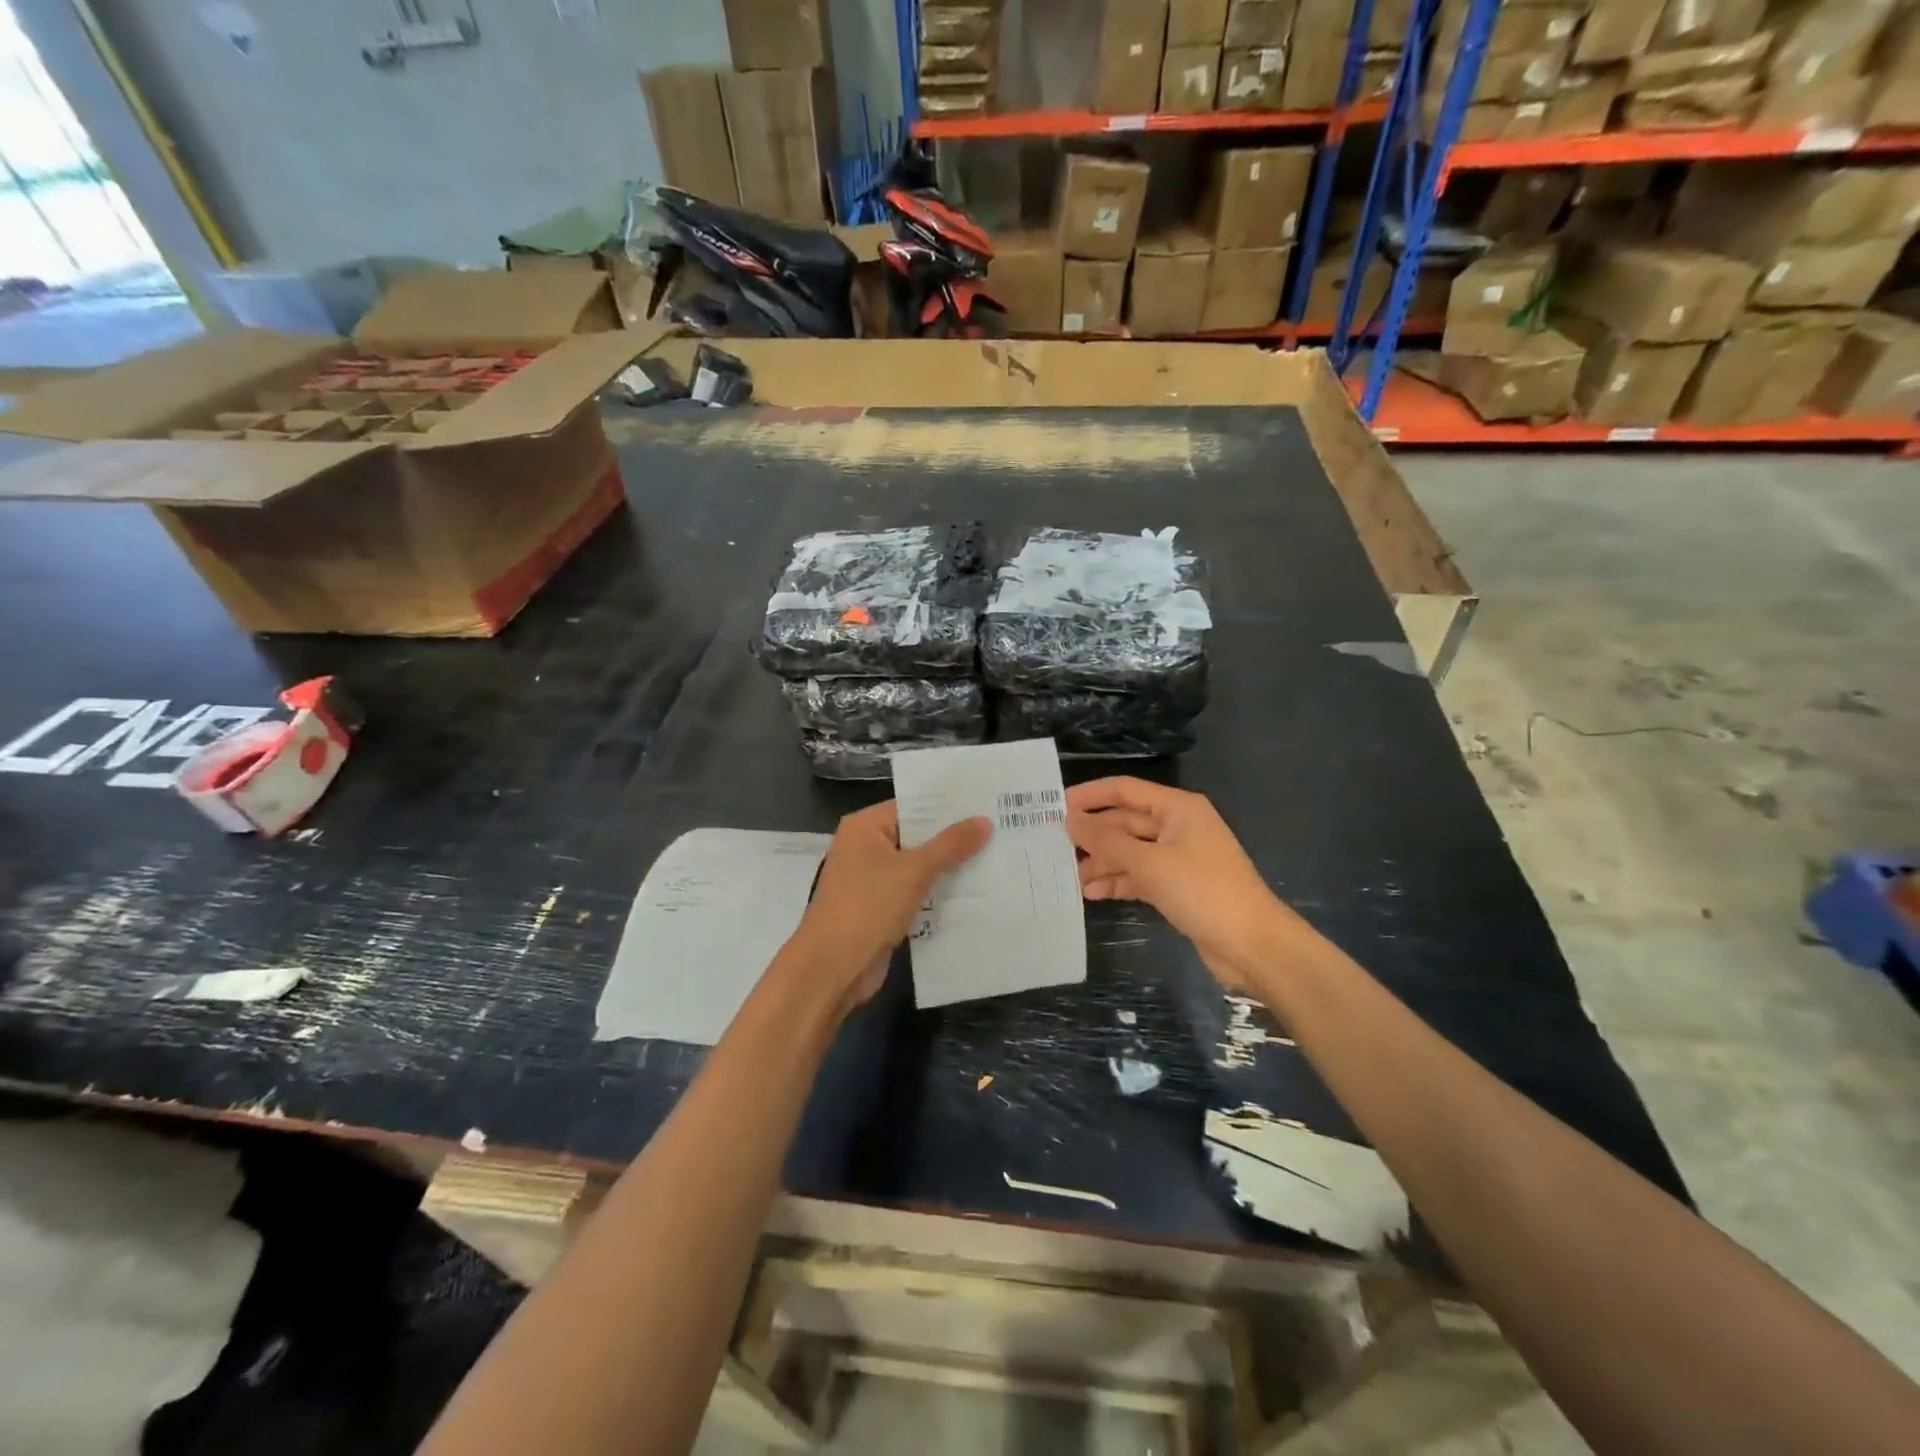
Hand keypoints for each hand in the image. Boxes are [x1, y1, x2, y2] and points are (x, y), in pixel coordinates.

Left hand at [787, 801, 990, 1014]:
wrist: (831, 969)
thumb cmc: (867, 907)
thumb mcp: (913, 872)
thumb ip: (950, 845)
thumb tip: (984, 820)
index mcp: (864, 827)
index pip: (912, 807)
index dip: (948, 806)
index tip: (986, 803)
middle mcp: (865, 848)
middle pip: (917, 836)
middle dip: (954, 838)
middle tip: (1000, 829)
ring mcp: (872, 880)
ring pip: (918, 867)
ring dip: (949, 869)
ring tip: (996, 857)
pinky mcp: (881, 909)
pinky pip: (915, 893)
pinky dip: (938, 894)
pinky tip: (975, 893)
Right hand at [1066, 777, 1310, 991]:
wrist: (1253, 945)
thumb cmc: (1203, 891)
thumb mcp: (1150, 863)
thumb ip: (1107, 841)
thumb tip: (1070, 820)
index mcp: (1177, 808)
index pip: (1124, 790)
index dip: (1089, 796)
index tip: (1053, 806)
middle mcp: (1177, 827)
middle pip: (1125, 822)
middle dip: (1093, 834)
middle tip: (1053, 845)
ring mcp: (1178, 858)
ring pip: (1130, 851)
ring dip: (1102, 862)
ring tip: (1070, 876)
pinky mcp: (1178, 886)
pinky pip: (1140, 875)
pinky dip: (1118, 882)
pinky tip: (1092, 893)